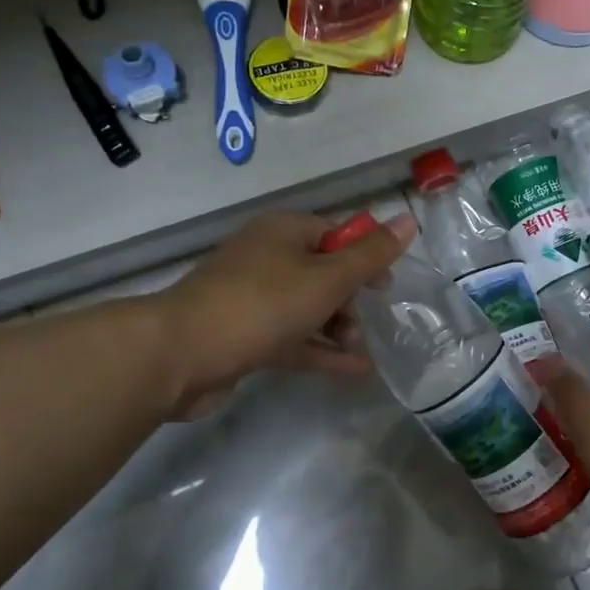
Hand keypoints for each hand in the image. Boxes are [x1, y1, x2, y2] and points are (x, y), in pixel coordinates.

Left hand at [154, 210, 415, 418]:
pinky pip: (294, 338)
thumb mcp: (327, 278)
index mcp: (284, 232)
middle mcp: (267, 258)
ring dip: (339, 327)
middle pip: (323, 271)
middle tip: (373, 322)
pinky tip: (355, 371)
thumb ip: (371, 255)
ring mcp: (253, 299)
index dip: (366, 256)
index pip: (336, 233)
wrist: (181, 354)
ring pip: (309, 308)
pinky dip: (321, 350)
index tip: (386, 286)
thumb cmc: (262, 304)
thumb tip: (408, 219)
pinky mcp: (246, 336)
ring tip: (362, 351)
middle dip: (352, 297)